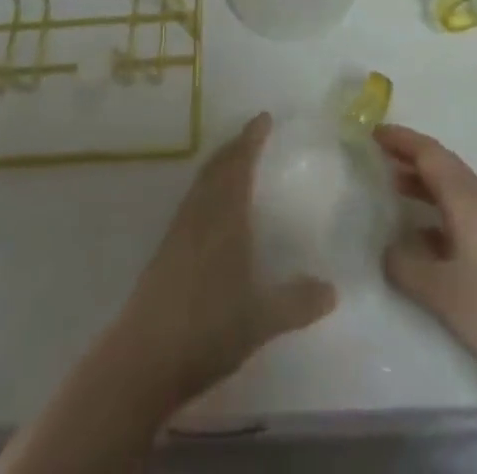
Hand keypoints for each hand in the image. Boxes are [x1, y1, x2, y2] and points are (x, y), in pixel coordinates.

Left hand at [111, 112, 336, 409]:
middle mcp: (200, 214)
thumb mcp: (261, 320)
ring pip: (201, 183)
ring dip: (219, 165)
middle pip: (217, 167)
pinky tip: (211, 209)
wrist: (143, 358)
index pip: (239, 165)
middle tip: (252, 134)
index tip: (264, 117)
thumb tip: (333, 290)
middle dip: (235, 147)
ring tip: (235, 162)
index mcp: (224, 218)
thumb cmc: (207, 329)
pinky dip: (207, 188)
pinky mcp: (166, 251)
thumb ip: (297, 302)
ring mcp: (179, 231)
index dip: (251, 139)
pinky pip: (192, 201)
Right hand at [376, 123, 476, 388]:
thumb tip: (387, 249)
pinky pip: (460, 213)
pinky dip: (435, 211)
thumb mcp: (441, 290)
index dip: (401, 139)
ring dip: (422, 183)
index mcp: (466, 199)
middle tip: (377, 155)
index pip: (429, 153)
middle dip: (410, 155)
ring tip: (391, 188)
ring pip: (452, 189)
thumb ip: (406, 265)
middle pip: (442, 165)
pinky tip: (421, 237)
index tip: (372, 132)